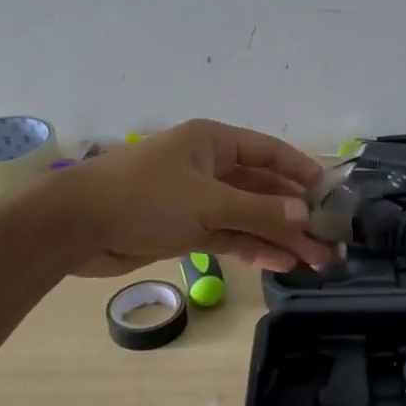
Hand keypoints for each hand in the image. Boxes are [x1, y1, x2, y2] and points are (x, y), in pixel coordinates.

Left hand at [52, 119, 330, 276]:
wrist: (75, 227)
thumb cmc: (144, 198)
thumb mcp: (206, 202)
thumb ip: (257, 211)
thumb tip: (305, 216)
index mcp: (214, 143)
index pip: (269, 153)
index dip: (301, 172)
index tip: (330, 196)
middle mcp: (210, 167)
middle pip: (262, 189)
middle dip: (293, 214)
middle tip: (327, 241)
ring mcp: (198, 200)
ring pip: (248, 216)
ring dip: (278, 236)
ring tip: (313, 260)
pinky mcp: (185, 229)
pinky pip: (228, 235)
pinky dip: (252, 247)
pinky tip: (280, 262)